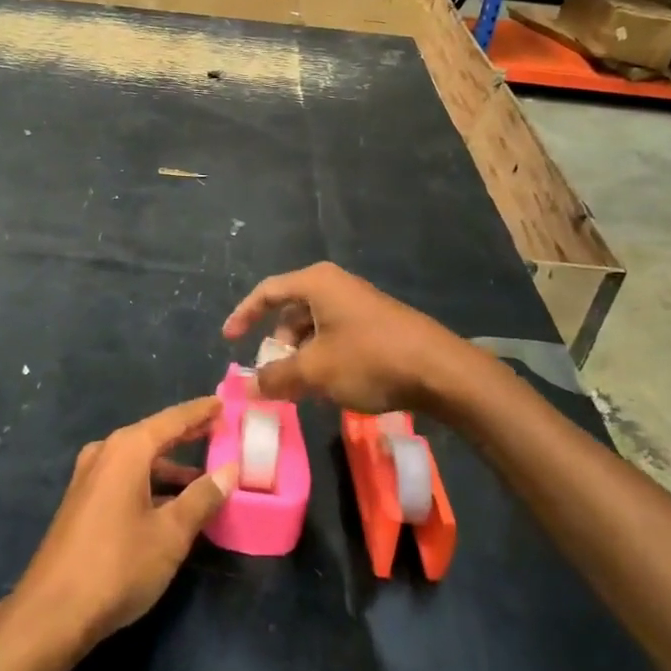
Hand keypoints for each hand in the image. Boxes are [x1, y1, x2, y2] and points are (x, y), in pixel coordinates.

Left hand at [14, 398, 236, 648]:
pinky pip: (125, 479)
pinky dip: (151, 484)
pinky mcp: (83, 502)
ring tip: (205, 477)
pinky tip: (171, 505)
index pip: (172, 420)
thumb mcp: (170, 534)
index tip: (223, 402)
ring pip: (139, 462)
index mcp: (127, 450)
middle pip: (154, 436)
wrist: (52, 612)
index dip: (199, 412)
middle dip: (186, 435)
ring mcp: (89, 477)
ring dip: (170, 467)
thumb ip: (202, 498)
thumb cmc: (118, 565)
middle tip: (219, 429)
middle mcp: (105, 453)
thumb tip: (229, 470)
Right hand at [223, 262, 470, 414]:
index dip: (243, 315)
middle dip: (278, 344)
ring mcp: (359, 304)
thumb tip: (247, 387)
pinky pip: (336, 336)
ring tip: (301, 388)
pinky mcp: (377, 324)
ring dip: (301, 355)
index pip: (267, 292)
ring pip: (315, 327)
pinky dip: (323, 357)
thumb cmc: (370, 359)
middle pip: (292, 311)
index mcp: (316, 283)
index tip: (229, 339)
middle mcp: (336, 285)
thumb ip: (276, 377)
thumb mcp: (315, 371)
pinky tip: (330, 385)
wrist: (441, 371)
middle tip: (273, 375)